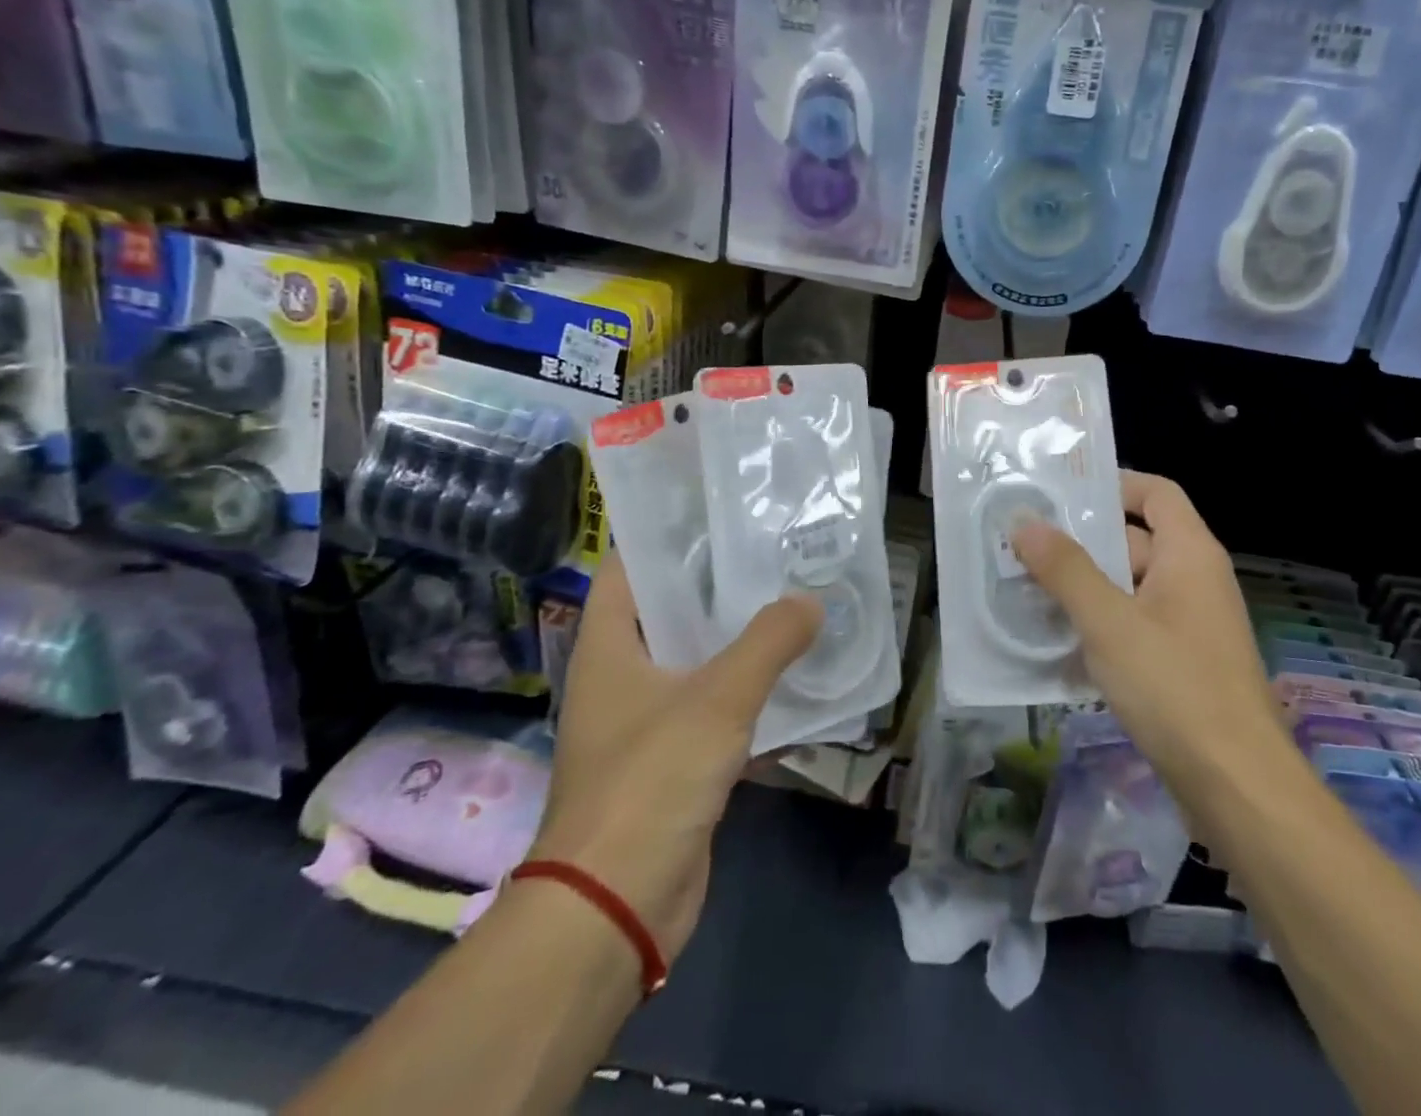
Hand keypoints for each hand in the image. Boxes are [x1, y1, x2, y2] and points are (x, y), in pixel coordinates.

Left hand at [528, 554, 820, 959]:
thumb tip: (811, 601)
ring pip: (696, 660)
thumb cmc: (651, 782)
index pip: (630, 567)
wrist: (615, 909)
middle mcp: (621, 676)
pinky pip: (714, 709)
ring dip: (737, 638)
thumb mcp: (718, 699)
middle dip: (717, 583)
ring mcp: (646, 721)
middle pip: (669, 610)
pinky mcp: (673, 761)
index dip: (668, 535)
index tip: (720, 512)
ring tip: (792, 599)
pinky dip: (747, 690)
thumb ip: (769, 642)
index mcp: (609, 647)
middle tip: (773, 551)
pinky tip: (793, 674)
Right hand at [1012, 471, 1281, 795]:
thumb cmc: (1175, 688)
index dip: (1113, 484)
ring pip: (1127, 588)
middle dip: (1079, 543)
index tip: (1060, 493)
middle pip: (1133, 541)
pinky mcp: (1179, 665)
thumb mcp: (1109, 622)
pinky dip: (1097, 626)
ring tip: (1023, 589)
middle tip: (1020, 544)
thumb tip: (1024, 521)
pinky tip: (1052, 643)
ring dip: (1081, 589)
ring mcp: (1188, 625)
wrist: (1237, 788)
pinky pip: (1132, 627)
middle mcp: (1194, 581)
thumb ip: (1065, 569)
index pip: (1155, 493)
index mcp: (1190, 554)